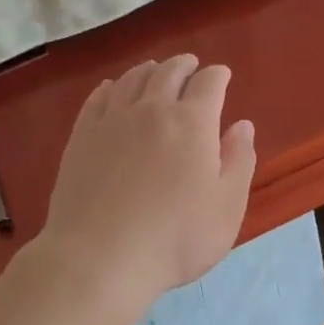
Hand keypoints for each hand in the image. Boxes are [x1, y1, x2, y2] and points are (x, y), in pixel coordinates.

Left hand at [37, 55, 255, 312]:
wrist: (98, 259)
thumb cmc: (175, 238)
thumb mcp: (227, 207)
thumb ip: (239, 161)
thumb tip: (242, 126)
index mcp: (192, 122)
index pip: (209, 82)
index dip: (218, 75)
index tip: (222, 76)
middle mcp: (152, 108)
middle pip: (169, 71)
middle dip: (184, 65)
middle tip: (190, 66)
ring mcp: (112, 120)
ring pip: (132, 79)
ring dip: (149, 70)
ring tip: (155, 71)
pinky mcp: (81, 136)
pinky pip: (98, 98)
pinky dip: (111, 87)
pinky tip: (111, 89)